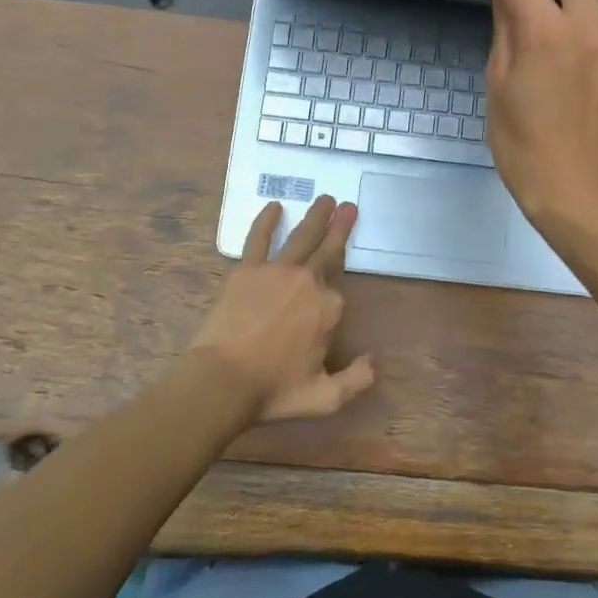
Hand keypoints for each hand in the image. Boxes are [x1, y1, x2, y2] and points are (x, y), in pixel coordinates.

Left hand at [189, 196, 374, 424]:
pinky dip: (267, 221)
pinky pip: (259, 239)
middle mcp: (308, 282)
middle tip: (349, 207)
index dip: (333, 306)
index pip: (339, 296)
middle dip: (340, 227)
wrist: (222, 381)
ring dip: (316, 216)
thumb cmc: (273, 390)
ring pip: (302, 237)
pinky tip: (274, 206)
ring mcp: (276, 272)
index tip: (329, 312)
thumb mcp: (324, 398)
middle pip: (328, 250)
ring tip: (325, 199)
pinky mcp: (247, 270)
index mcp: (329, 309)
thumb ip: (356, 380)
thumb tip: (375, 361)